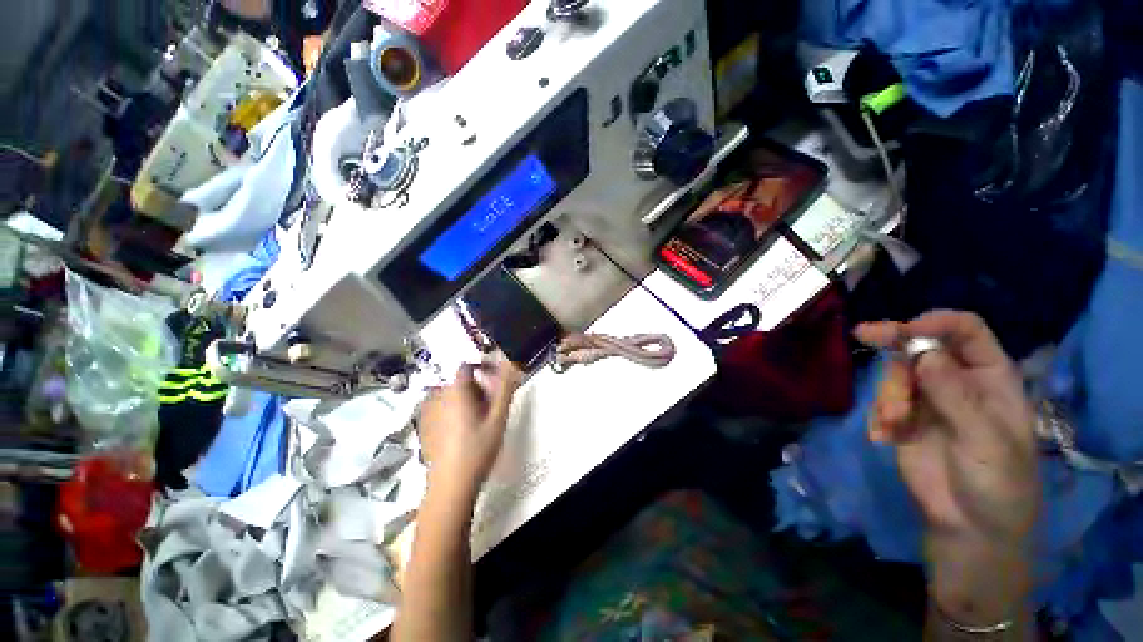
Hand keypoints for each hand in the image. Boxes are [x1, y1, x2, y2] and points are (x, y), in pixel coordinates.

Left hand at [418, 361, 521, 496]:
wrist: (451, 486)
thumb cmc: (478, 449)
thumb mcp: (498, 418)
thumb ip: (505, 388)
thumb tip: (511, 362)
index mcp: (455, 392)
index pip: (467, 366)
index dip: (483, 368)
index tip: (496, 380)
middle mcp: (437, 397)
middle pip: (460, 382)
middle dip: (478, 387)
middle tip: (492, 405)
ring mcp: (427, 413)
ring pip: (451, 396)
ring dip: (466, 399)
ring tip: (479, 419)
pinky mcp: (424, 427)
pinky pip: (441, 409)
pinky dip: (454, 410)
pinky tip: (463, 430)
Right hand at [856, 311, 1038, 544]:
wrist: (969, 526)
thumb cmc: (996, 482)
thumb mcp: (986, 441)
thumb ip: (957, 397)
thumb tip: (926, 355)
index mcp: (989, 377)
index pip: (967, 331)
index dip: (937, 322)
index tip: (906, 330)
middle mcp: (957, 380)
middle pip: (923, 345)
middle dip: (895, 341)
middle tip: (864, 333)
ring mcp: (928, 399)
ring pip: (898, 373)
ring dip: (889, 394)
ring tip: (893, 423)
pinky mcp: (904, 418)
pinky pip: (882, 400)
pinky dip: (879, 414)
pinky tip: (885, 435)